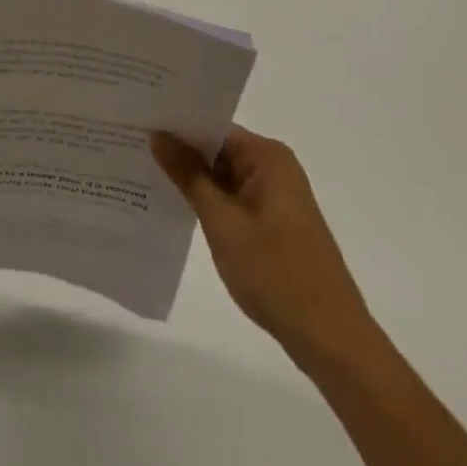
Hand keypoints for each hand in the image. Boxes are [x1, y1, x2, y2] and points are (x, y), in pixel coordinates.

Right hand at [152, 126, 375, 362]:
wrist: (332, 341)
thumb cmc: (275, 274)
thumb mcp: (222, 221)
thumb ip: (188, 174)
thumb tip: (157, 134)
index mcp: (267, 156)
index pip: (212, 126)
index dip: (176, 126)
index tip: (139, 124)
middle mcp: (275, 167)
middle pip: (218, 148)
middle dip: (181, 152)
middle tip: (134, 146)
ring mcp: (277, 196)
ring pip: (224, 174)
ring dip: (194, 179)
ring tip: (146, 172)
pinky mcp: (276, 221)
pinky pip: (234, 197)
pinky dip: (210, 200)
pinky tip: (178, 206)